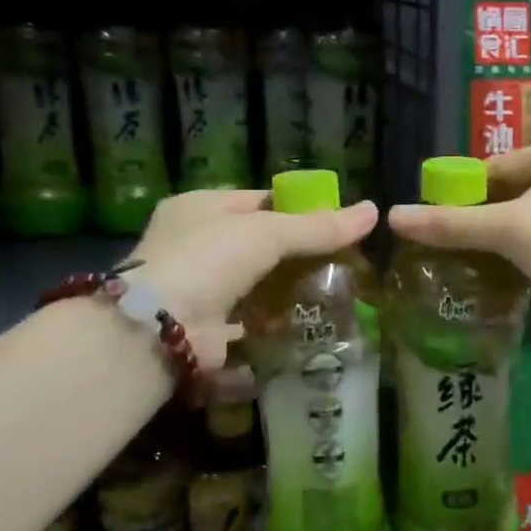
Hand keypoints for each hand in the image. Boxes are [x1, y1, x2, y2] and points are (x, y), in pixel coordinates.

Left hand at [129, 189, 377, 369]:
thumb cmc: (209, 260)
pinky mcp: (203, 329)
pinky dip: (271, 327)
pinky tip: (306, 328)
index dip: (296, 210)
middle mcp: (192, 246)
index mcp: (199, 208)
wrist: (157, 329)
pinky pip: (246, 324)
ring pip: (252, 286)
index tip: (334, 225)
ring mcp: (195, 289)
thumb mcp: (268, 233)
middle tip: (340, 264)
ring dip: (284, 294)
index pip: (257, 202)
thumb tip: (372, 211)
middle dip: (294, 257)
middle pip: (256, 246)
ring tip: (332, 296)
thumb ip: (318, 228)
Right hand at [386, 140, 530, 358]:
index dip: (465, 192)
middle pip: (516, 192)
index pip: (500, 165)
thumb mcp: (510, 231)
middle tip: (448, 246)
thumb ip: (451, 223)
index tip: (435, 221)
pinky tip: (506, 277)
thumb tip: (393, 216)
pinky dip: (528, 255)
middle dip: (484, 220)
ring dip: (504, 241)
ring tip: (469, 264)